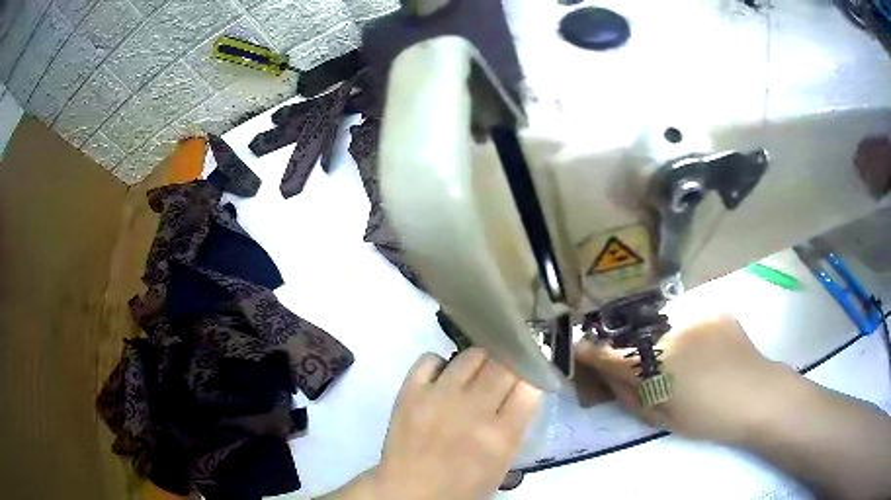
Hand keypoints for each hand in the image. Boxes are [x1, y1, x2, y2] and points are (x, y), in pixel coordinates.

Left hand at [372, 348, 541, 499]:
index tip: (527, 376)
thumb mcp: (502, 463)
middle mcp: (473, 410)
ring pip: (471, 355)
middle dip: (509, 365)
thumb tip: (522, 389)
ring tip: (475, 373)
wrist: (410, 490)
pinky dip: (440, 364)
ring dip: (480, 361)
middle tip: (503, 372)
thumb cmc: (462, 485)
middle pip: (503, 365)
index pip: (529, 386)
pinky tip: (443, 378)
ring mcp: (439, 397)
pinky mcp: (410, 392)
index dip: (531, 377)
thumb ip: (515, 426)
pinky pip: (430, 359)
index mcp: (501, 435)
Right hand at [576, 312, 799, 444]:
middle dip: (624, 341)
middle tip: (628, 355)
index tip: (580, 349)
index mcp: (659, 363)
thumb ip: (629, 394)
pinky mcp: (712, 306)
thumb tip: (606, 375)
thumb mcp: (661, 417)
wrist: (757, 396)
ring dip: (655, 333)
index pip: (612, 354)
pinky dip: (681, 327)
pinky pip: (685, 313)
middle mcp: (674, 329)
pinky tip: (695, 343)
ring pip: (659, 319)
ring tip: (669, 351)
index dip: (592, 351)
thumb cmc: (707, 417)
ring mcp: (696, 312)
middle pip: (633, 331)